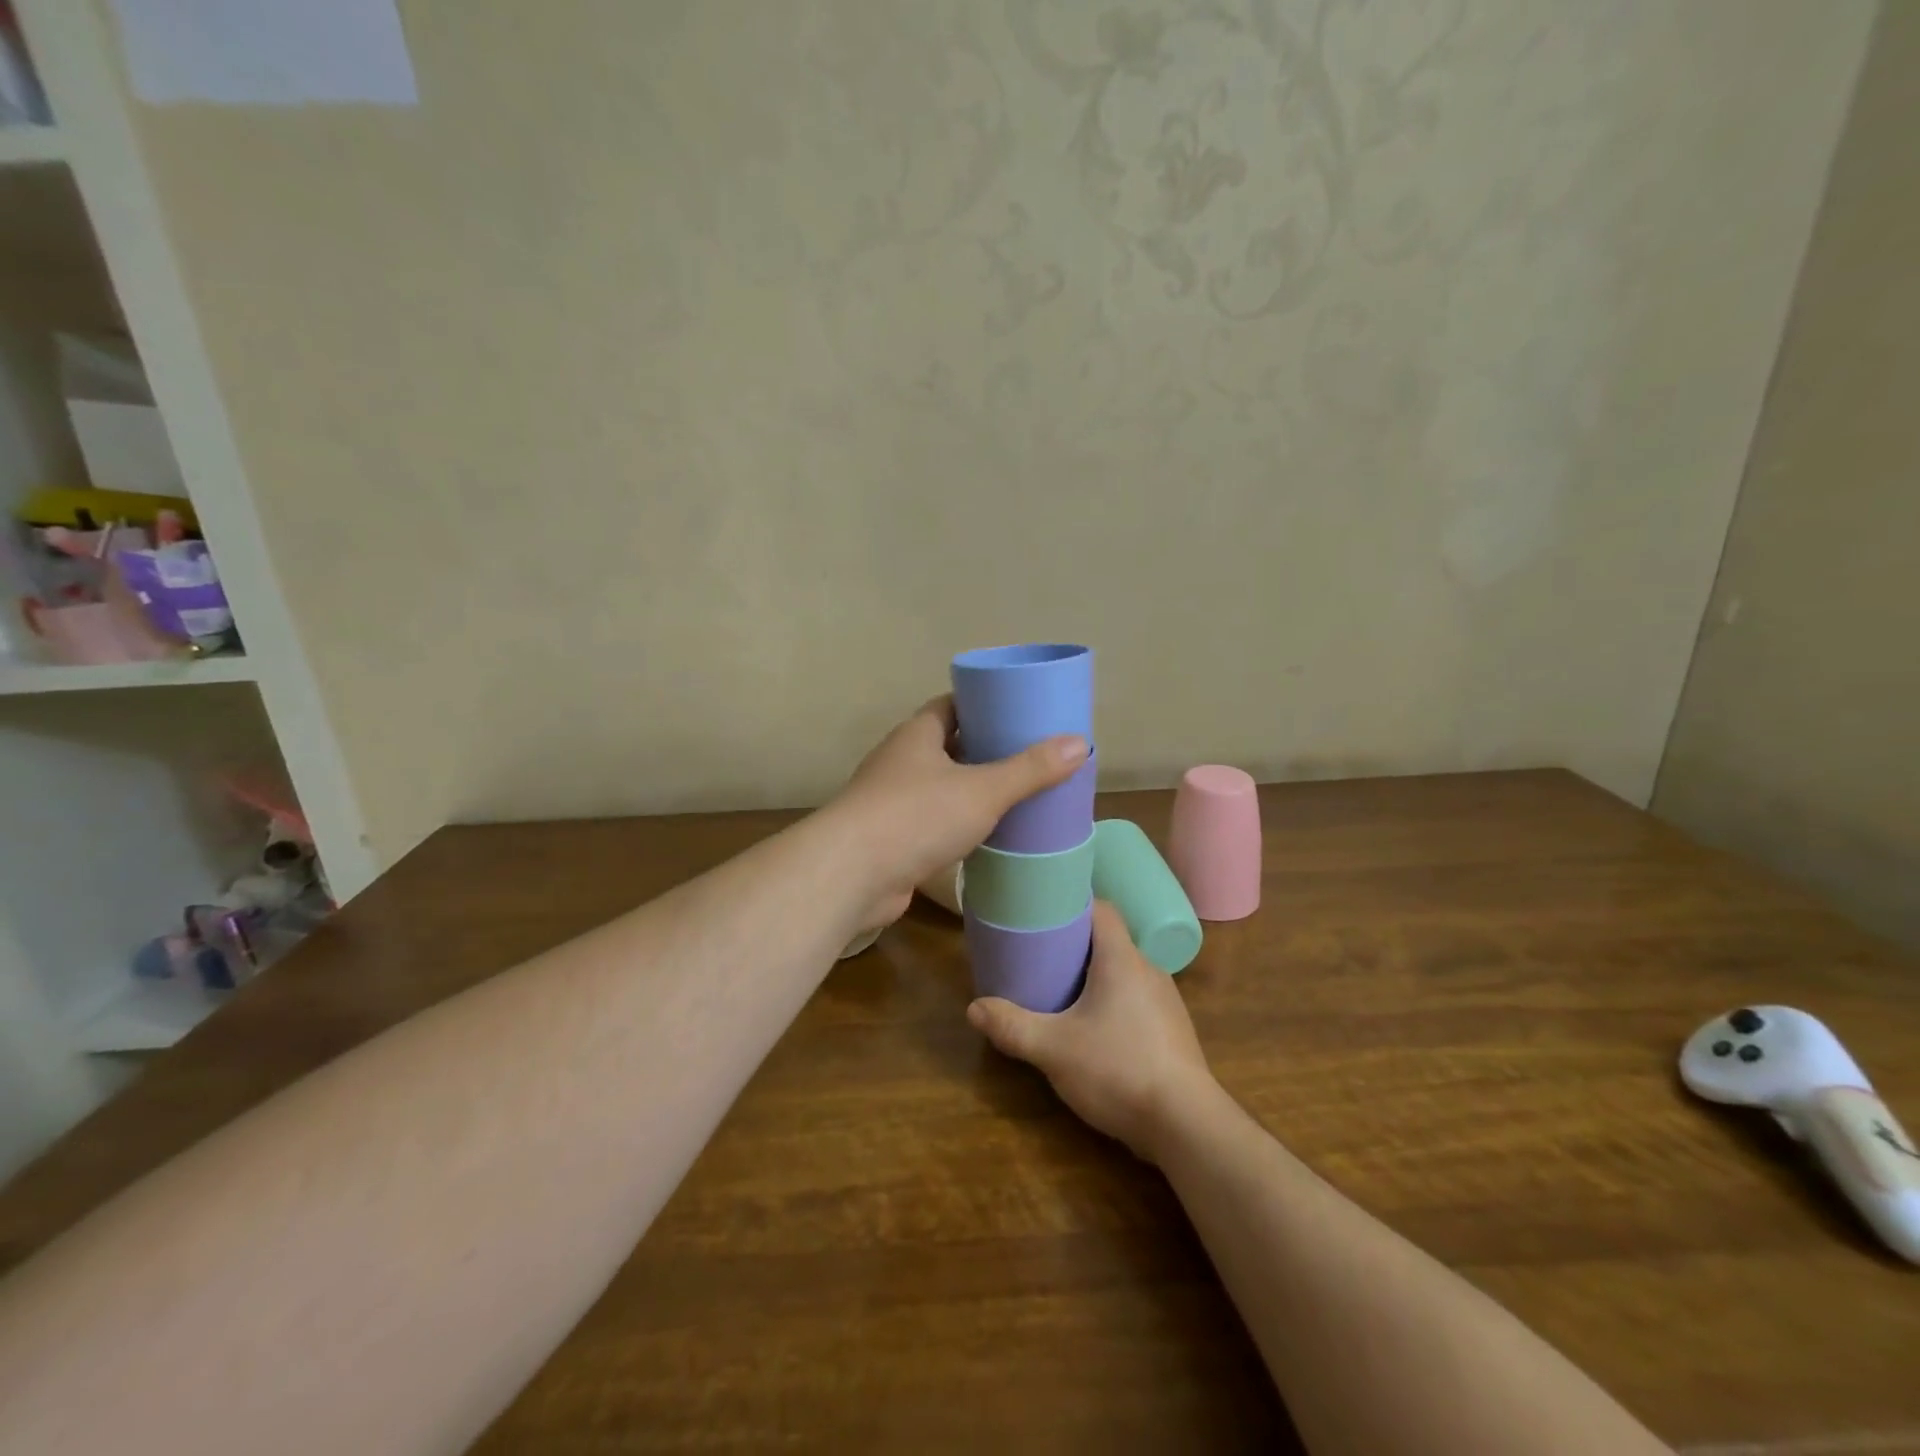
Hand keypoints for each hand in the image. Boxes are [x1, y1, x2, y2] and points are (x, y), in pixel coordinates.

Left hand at [831, 695, 1086, 922]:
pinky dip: (957, 825)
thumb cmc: (917, 816)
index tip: (1020, 713)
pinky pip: (932, 822)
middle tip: (1030, 757)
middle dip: (985, 750)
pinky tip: (986, 837)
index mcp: (917, 734)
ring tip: (1016, 796)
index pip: (952, 706)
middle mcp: (900, 761)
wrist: (852, 875)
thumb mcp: (983, 789)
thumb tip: (1078, 742)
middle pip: (948, 746)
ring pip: (940, 787)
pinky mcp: (891, 839)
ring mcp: (891, 801)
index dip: (985, 706)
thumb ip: (1030, 769)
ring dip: (971, 791)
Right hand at [967, 901, 1218, 1161]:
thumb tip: (974, 1008)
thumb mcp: (1053, 1049)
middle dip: (1077, 944)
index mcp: (1122, 959)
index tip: (1045, 910)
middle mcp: (1149, 970)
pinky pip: (1138, 1001)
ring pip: (1125, 973)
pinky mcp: (1173, 1031)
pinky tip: (1096, 1029)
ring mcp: (1166, 1002)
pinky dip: (1114, 1003)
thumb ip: (1012, 1027)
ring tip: (1064, 991)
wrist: (1186, 1124)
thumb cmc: (1118, 1069)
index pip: (1102, 909)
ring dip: (1096, 976)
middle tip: (1042, 954)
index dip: (1074, 904)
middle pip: (1111, 941)